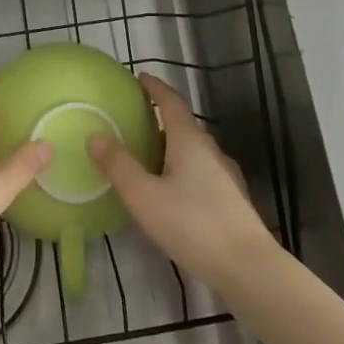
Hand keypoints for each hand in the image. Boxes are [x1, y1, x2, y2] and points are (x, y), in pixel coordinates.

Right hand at [90, 74, 275, 293]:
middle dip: (160, 119)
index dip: (154, 88)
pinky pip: (201, 172)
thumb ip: (118, 166)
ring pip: (193, 151)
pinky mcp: (232, 199)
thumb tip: (96, 135)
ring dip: (171, 147)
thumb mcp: (144, 196)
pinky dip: (181, 170)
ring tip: (148, 157)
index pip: (171, 101)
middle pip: (182, 125)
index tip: (139, 77)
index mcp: (189, 140)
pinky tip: (172, 192)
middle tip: (134, 122)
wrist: (247, 266)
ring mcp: (225, 175)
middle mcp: (210, 150)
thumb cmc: (192, 224)